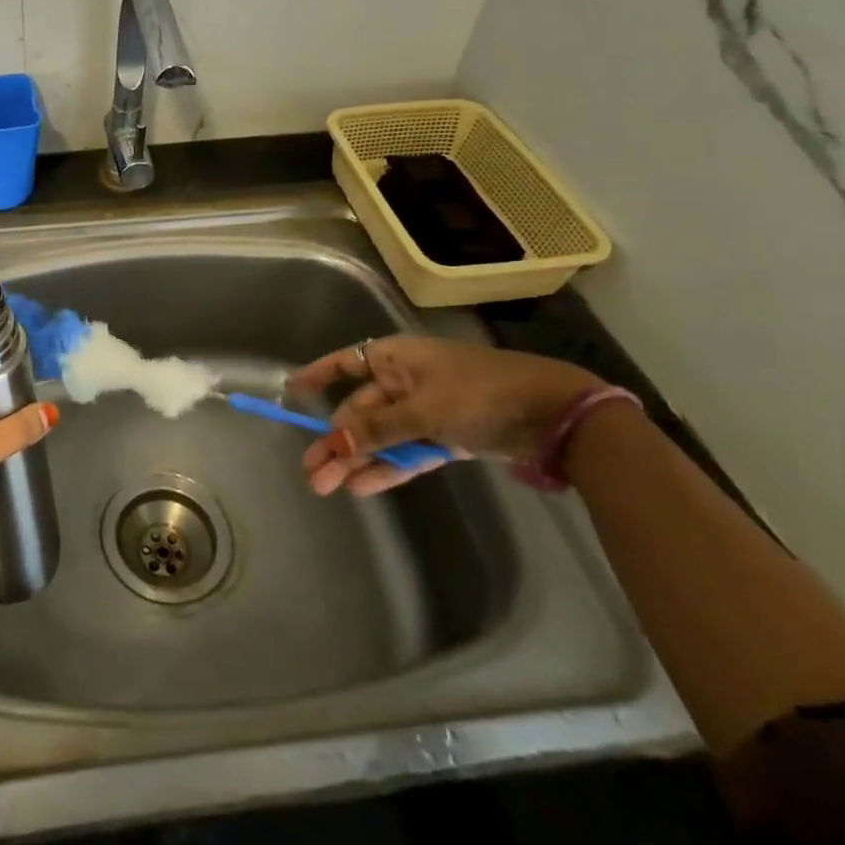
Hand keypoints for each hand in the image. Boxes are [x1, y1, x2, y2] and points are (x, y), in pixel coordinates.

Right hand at [289, 335, 604, 498]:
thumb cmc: (479, 394)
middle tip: (312, 472)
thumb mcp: (424, 410)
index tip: (291, 391)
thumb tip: (335, 440)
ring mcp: (426, 410)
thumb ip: (379, 429)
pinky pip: (407, 452)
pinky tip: (362, 487)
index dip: (318, 375)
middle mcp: (405, 381)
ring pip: (382, 436)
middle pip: (360, 410)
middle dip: (336, 440)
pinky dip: (388, 467)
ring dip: (357, 460)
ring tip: (327, 486)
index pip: (345, 363)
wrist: (553, 414)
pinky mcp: (446, 436)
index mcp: (395, 358)